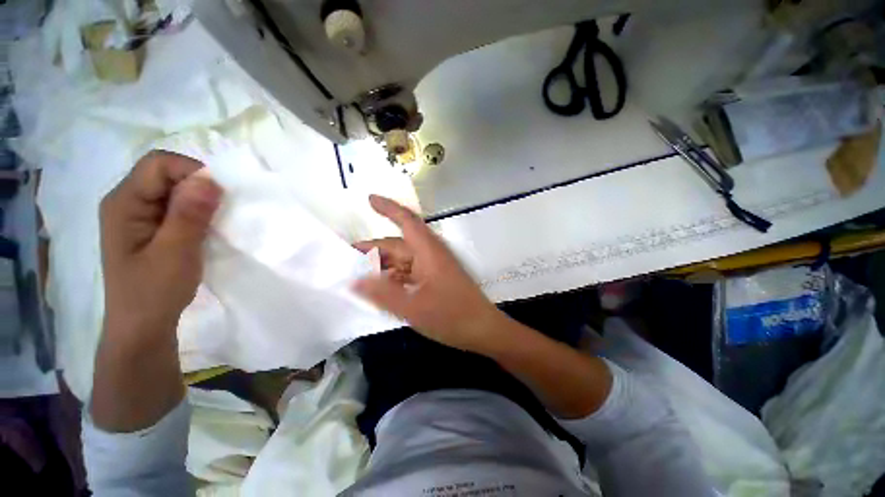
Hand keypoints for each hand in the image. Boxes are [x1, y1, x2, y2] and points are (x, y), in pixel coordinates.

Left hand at [100, 151, 221, 338]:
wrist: (143, 326)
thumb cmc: (154, 292)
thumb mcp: (175, 253)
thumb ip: (189, 215)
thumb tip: (210, 179)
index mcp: (123, 203)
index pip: (158, 164)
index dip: (192, 172)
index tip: (219, 196)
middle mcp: (127, 202)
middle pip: (166, 173)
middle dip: (198, 188)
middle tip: (218, 215)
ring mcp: (138, 215)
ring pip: (174, 190)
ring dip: (200, 202)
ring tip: (213, 225)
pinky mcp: (150, 227)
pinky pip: (177, 206)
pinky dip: (197, 213)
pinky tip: (204, 230)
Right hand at [354, 195, 506, 353]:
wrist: (483, 330)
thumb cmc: (451, 315)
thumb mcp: (413, 307)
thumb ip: (383, 294)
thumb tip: (354, 281)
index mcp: (428, 251)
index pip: (407, 221)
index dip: (388, 208)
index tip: (369, 199)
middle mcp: (430, 254)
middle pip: (398, 245)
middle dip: (374, 250)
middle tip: (347, 258)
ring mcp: (433, 268)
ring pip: (403, 261)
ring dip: (383, 266)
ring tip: (358, 276)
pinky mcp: (434, 280)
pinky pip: (409, 273)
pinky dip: (394, 278)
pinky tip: (381, 289)